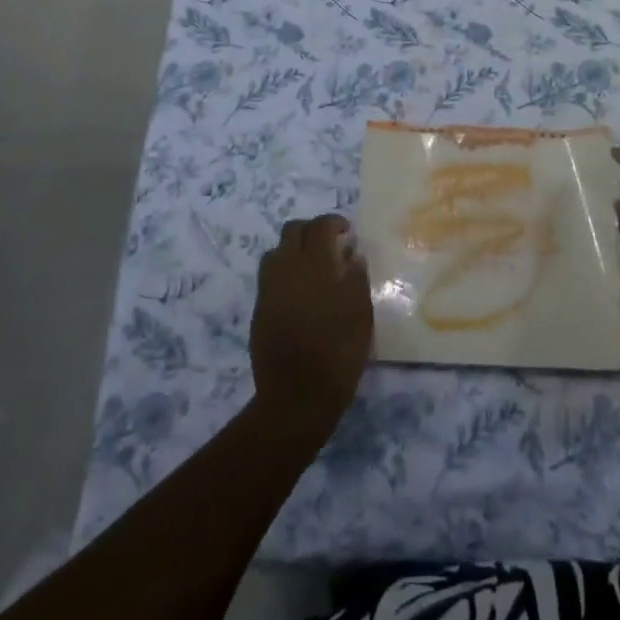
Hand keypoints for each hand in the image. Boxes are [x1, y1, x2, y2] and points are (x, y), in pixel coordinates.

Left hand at [250, 215, 371, 437]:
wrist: (296, 396)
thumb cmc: (338, 354)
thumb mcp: (361, 315)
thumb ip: (356, 279)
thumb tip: (352, 255)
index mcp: (315, 265)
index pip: (320, 226)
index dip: (333, 222)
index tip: (347, 232)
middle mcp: (287, 268)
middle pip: (293, 230)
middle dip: (311, 231)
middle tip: (330, 246)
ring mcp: (269, 288)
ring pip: (277, 251)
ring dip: (294, 250)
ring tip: (312, 269)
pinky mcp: (259, 308)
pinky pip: (270, 276)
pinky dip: (284, 273)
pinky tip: (300, 294)